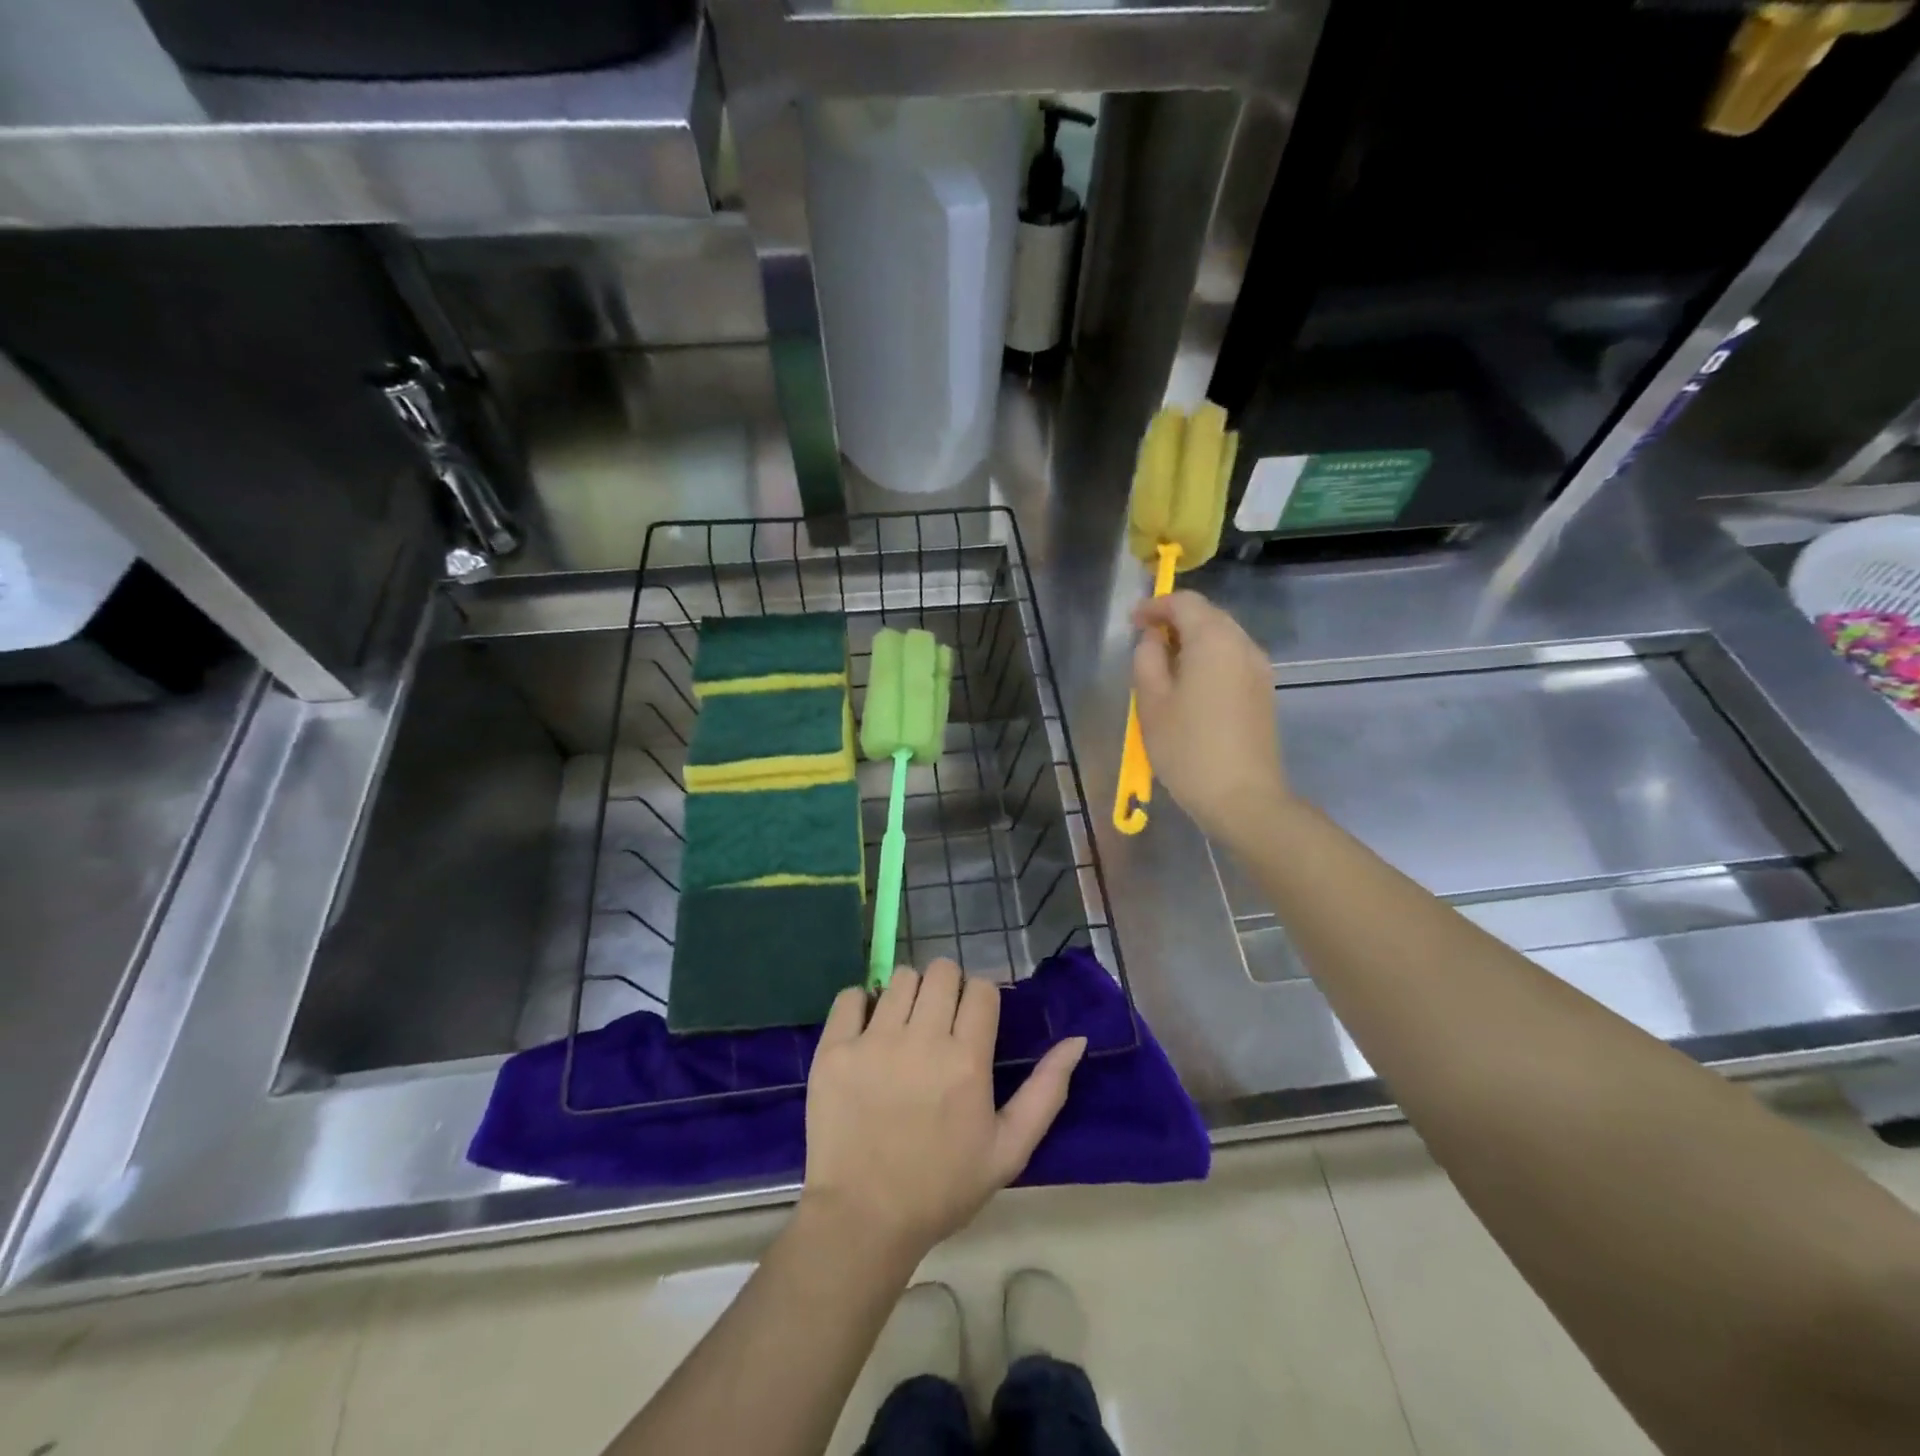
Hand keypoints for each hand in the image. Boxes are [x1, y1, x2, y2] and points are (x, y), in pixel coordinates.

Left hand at [800, 960, 1086, 1264]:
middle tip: (939, 1021)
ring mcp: (873, 1041)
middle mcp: (921, 1039)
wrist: (864, 1219)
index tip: (973, 1021)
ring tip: (905, 1027)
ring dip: (909, 994)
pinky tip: (867, 1030)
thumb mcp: (1009, 1149)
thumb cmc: (942, 1186)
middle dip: (947, 987)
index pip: (981, 988)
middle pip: (941, 971)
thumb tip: (1077, 1040)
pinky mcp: (834, 1049)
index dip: (981, 998)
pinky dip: (862, 1003)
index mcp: (967, 1060)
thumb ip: (1047, 1091)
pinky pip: (851, 995)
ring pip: (901, 978)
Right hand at [1132, 590, 1289, 841]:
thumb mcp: (1152, 703)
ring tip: (1163, 666)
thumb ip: (1147, 660)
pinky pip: (1232, 660)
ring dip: (1192, 641)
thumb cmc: (1188, 749)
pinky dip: (1208, 660)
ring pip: (1222, 638)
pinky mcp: (1264, 692)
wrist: (1243, 798)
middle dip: (1175, 621)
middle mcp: (1243, 645)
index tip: (1132, 622)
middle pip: (1208, 616)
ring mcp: (1259, 670)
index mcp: (1214, 641)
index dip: (1156, 606)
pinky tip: (1189, 686)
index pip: (1185, 603)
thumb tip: (1152, 639)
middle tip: (1144, 642)